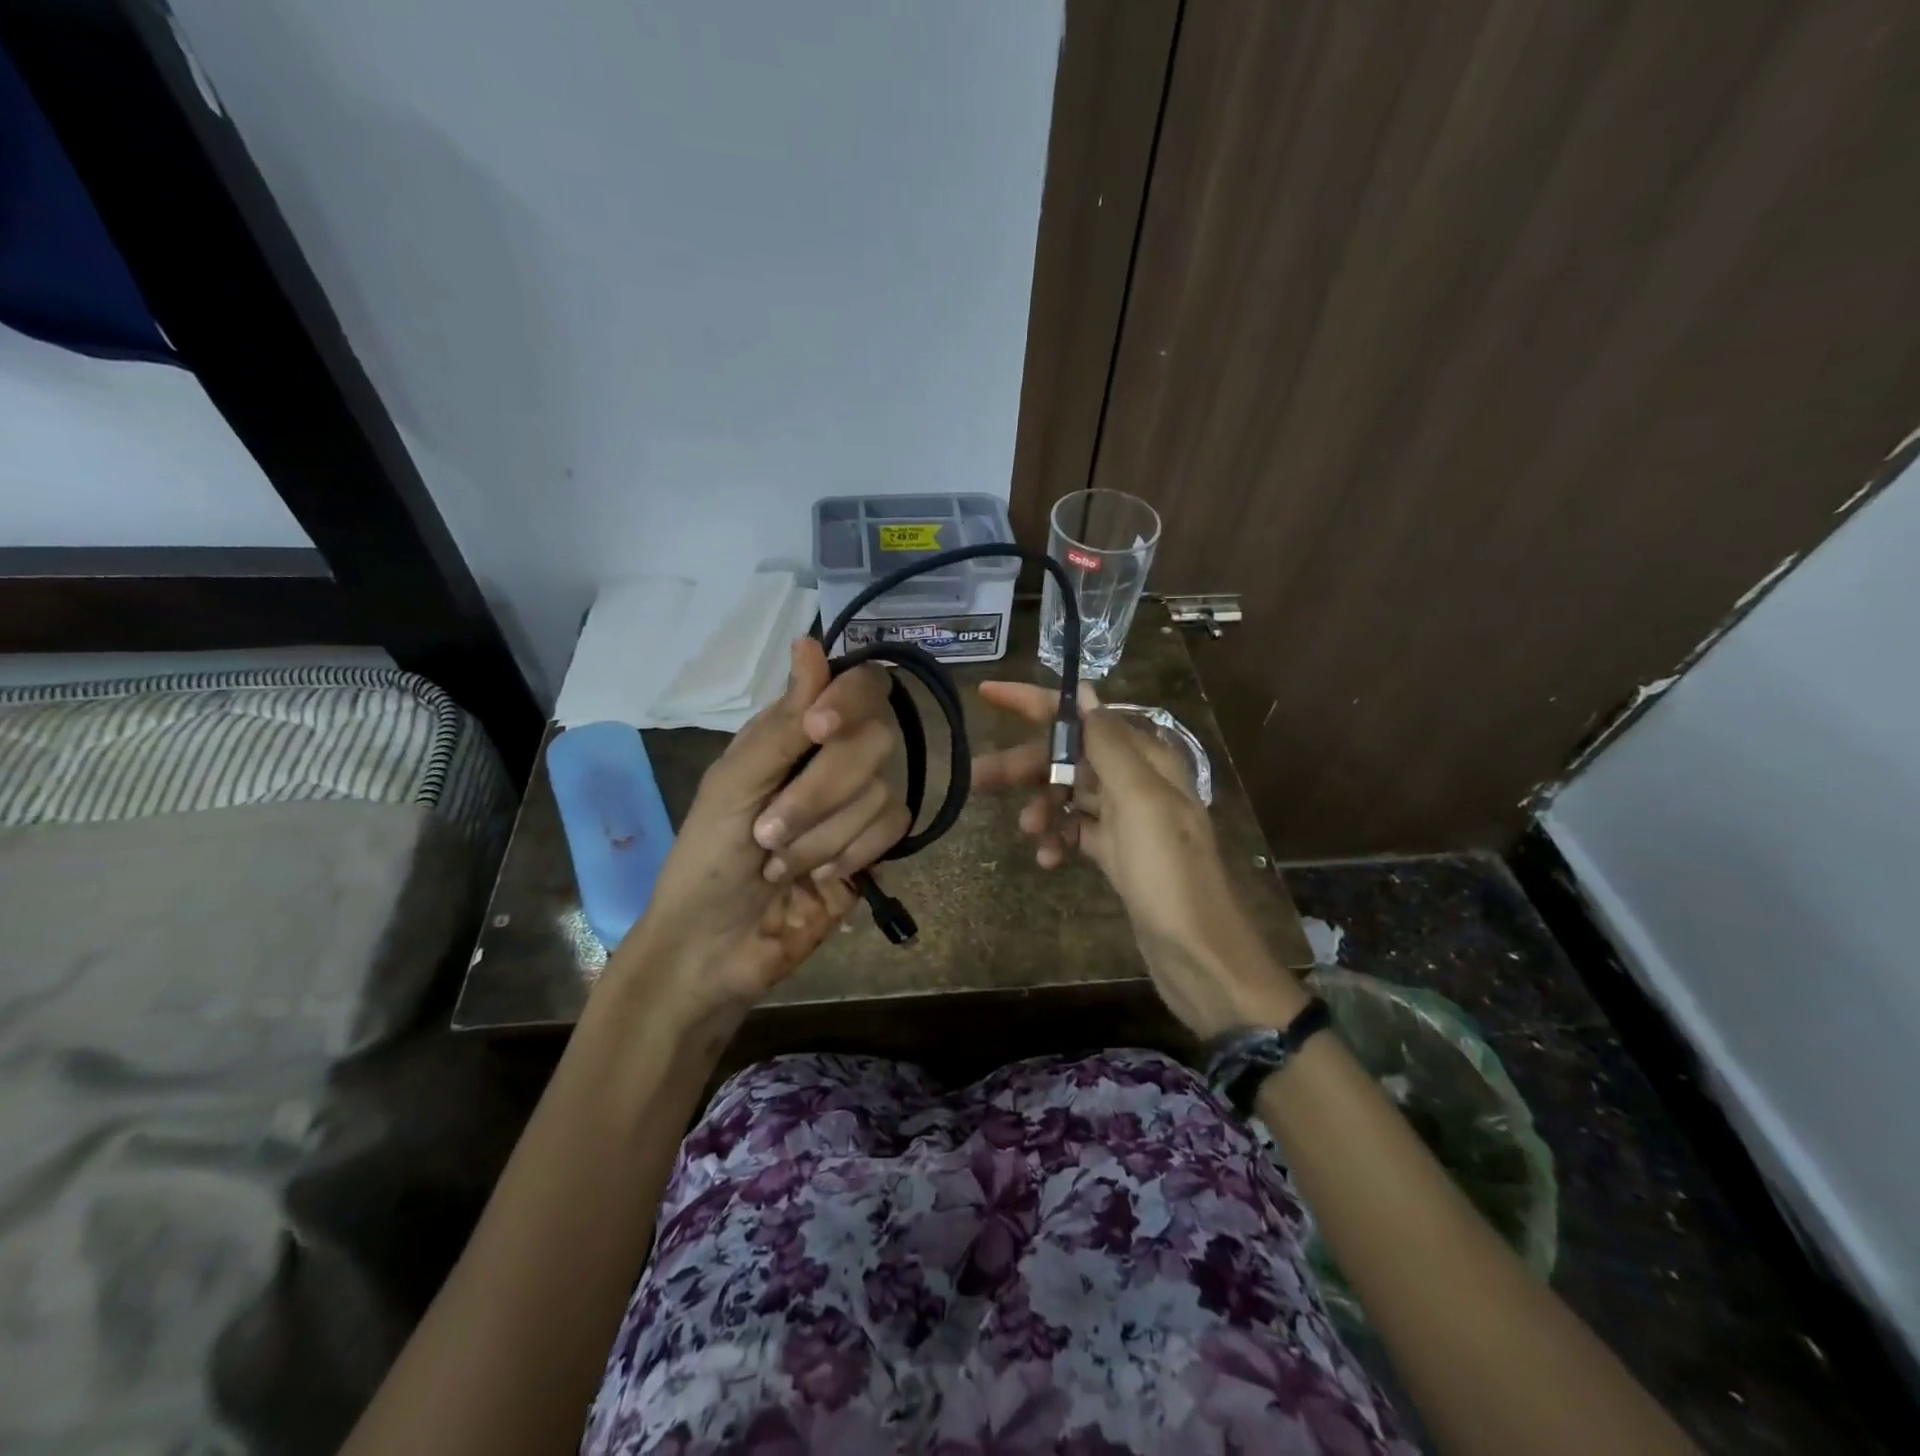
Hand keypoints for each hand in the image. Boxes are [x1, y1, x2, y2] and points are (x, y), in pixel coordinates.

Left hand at [610, 640, 908, 1025]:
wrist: (715, 949)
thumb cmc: (705, 860)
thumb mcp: (733, 786)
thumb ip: (781, 724)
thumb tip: (811, 642)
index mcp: (793, 732)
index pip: (856, 686)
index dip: (849, 699)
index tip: (818, 728)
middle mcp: (833, 758)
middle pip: (876, 738)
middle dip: (819, 793)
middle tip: (768, 833)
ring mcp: (858, 803)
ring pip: (881, 791)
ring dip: (822, 836)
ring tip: (779, 865)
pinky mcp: (876, 847)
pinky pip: (893, 828)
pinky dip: (852, 853)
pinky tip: (820, 875)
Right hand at [974, 680, 1305, 1038]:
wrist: (1197, 951)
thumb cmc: (1168, 870)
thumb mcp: (1140, 798)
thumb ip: (1109, 744)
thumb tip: (1085, 694)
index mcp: (1146, 758)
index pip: (1083, 715)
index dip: (1035, 702)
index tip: (988, 694)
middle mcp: (1136, 781)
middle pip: (1069, 757)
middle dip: (1027, 766)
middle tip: (979, 777)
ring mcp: (1128, 819)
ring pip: (1069, 795)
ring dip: (1042, 807)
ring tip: (1028, 832)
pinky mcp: (1119, 853)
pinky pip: (1077, 832)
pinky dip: (1059, 840)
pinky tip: (1047, 860)